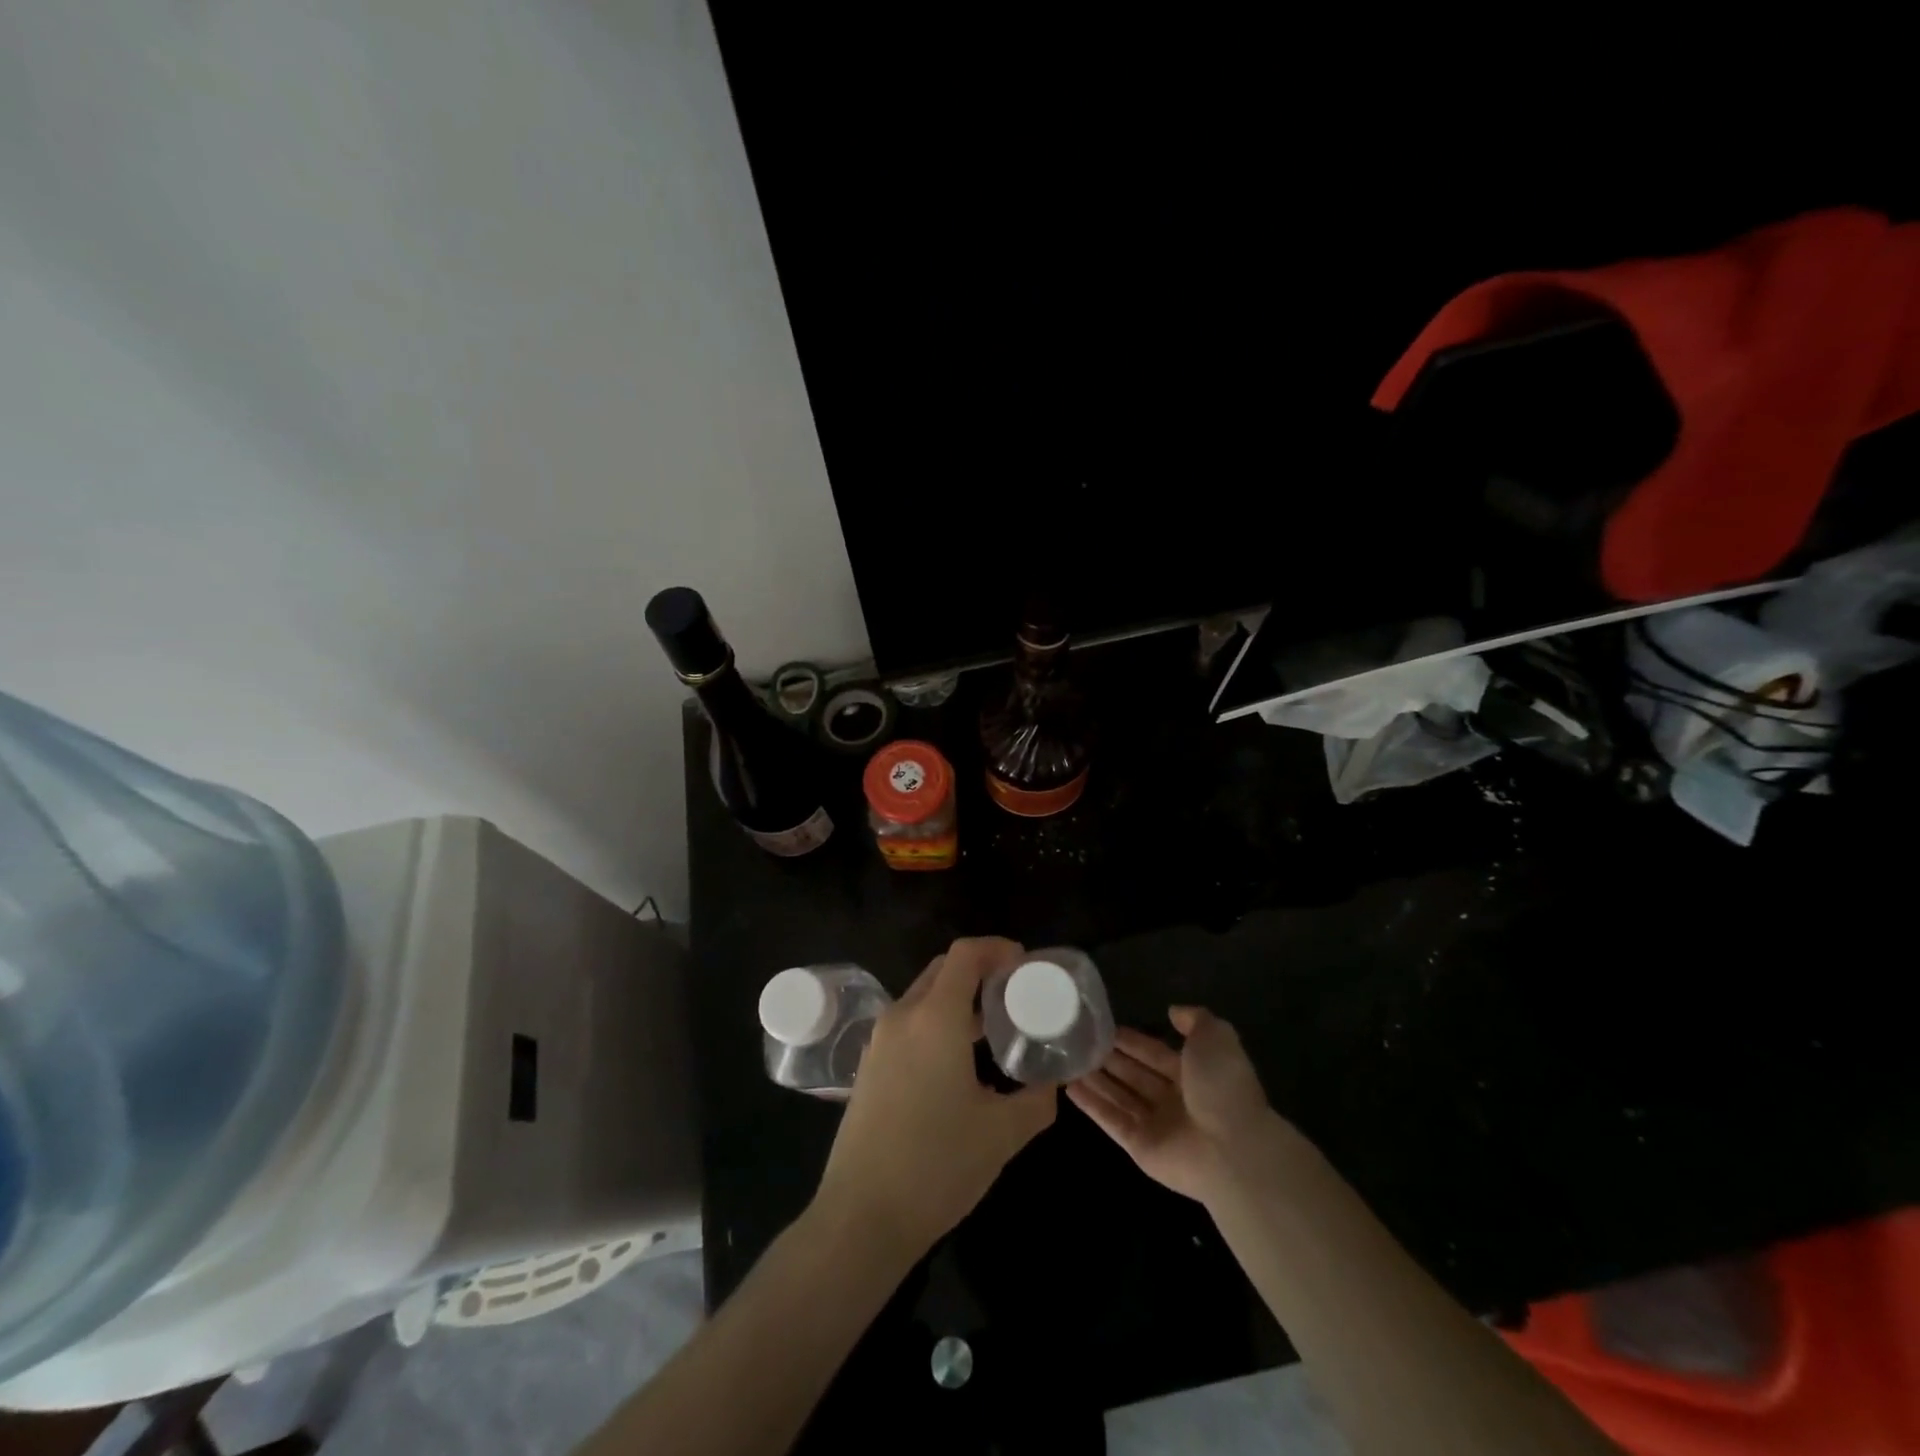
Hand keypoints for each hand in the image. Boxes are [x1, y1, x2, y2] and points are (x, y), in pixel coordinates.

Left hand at [815, 937, 1056, 1258]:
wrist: (861, 1216)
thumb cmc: (937, 1165)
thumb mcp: (1002, 1133)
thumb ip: (1037, 1100)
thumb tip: (1053, 1082)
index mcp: (935, 1018)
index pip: (965, 954)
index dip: (997, 948)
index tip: (1025, 965)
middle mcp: (903, 1016)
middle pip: (943, 969)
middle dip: (980, 970)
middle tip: (1014, 993)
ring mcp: (880, 1040)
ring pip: (924, 996)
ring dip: (958, 998)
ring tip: (993, 1027)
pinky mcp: (870, 1065)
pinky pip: (909, 1023)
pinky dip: (937, 1021)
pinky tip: (959, 1059)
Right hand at [1068, 1006, 1276, 1204]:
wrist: (1232, 1149)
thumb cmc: (1222, 1087)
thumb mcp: (1215, 1037)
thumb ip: (1195, 1019)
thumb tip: (1173, 1011)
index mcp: (1194, 1074)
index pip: (1155, 1053)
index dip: (1132, 1041)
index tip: (1105, 1026)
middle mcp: (1174, 1099)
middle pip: (1135, 1074)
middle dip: (1110, 1058)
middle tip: (1080, 1041)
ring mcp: (1157, 1125)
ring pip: (1119, 1096)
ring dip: (1096, 1079)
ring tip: (1069, 1061)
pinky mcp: (1140, 1147)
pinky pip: (1111, 1121)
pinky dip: (1091, 1104)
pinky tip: (1068, 1087)